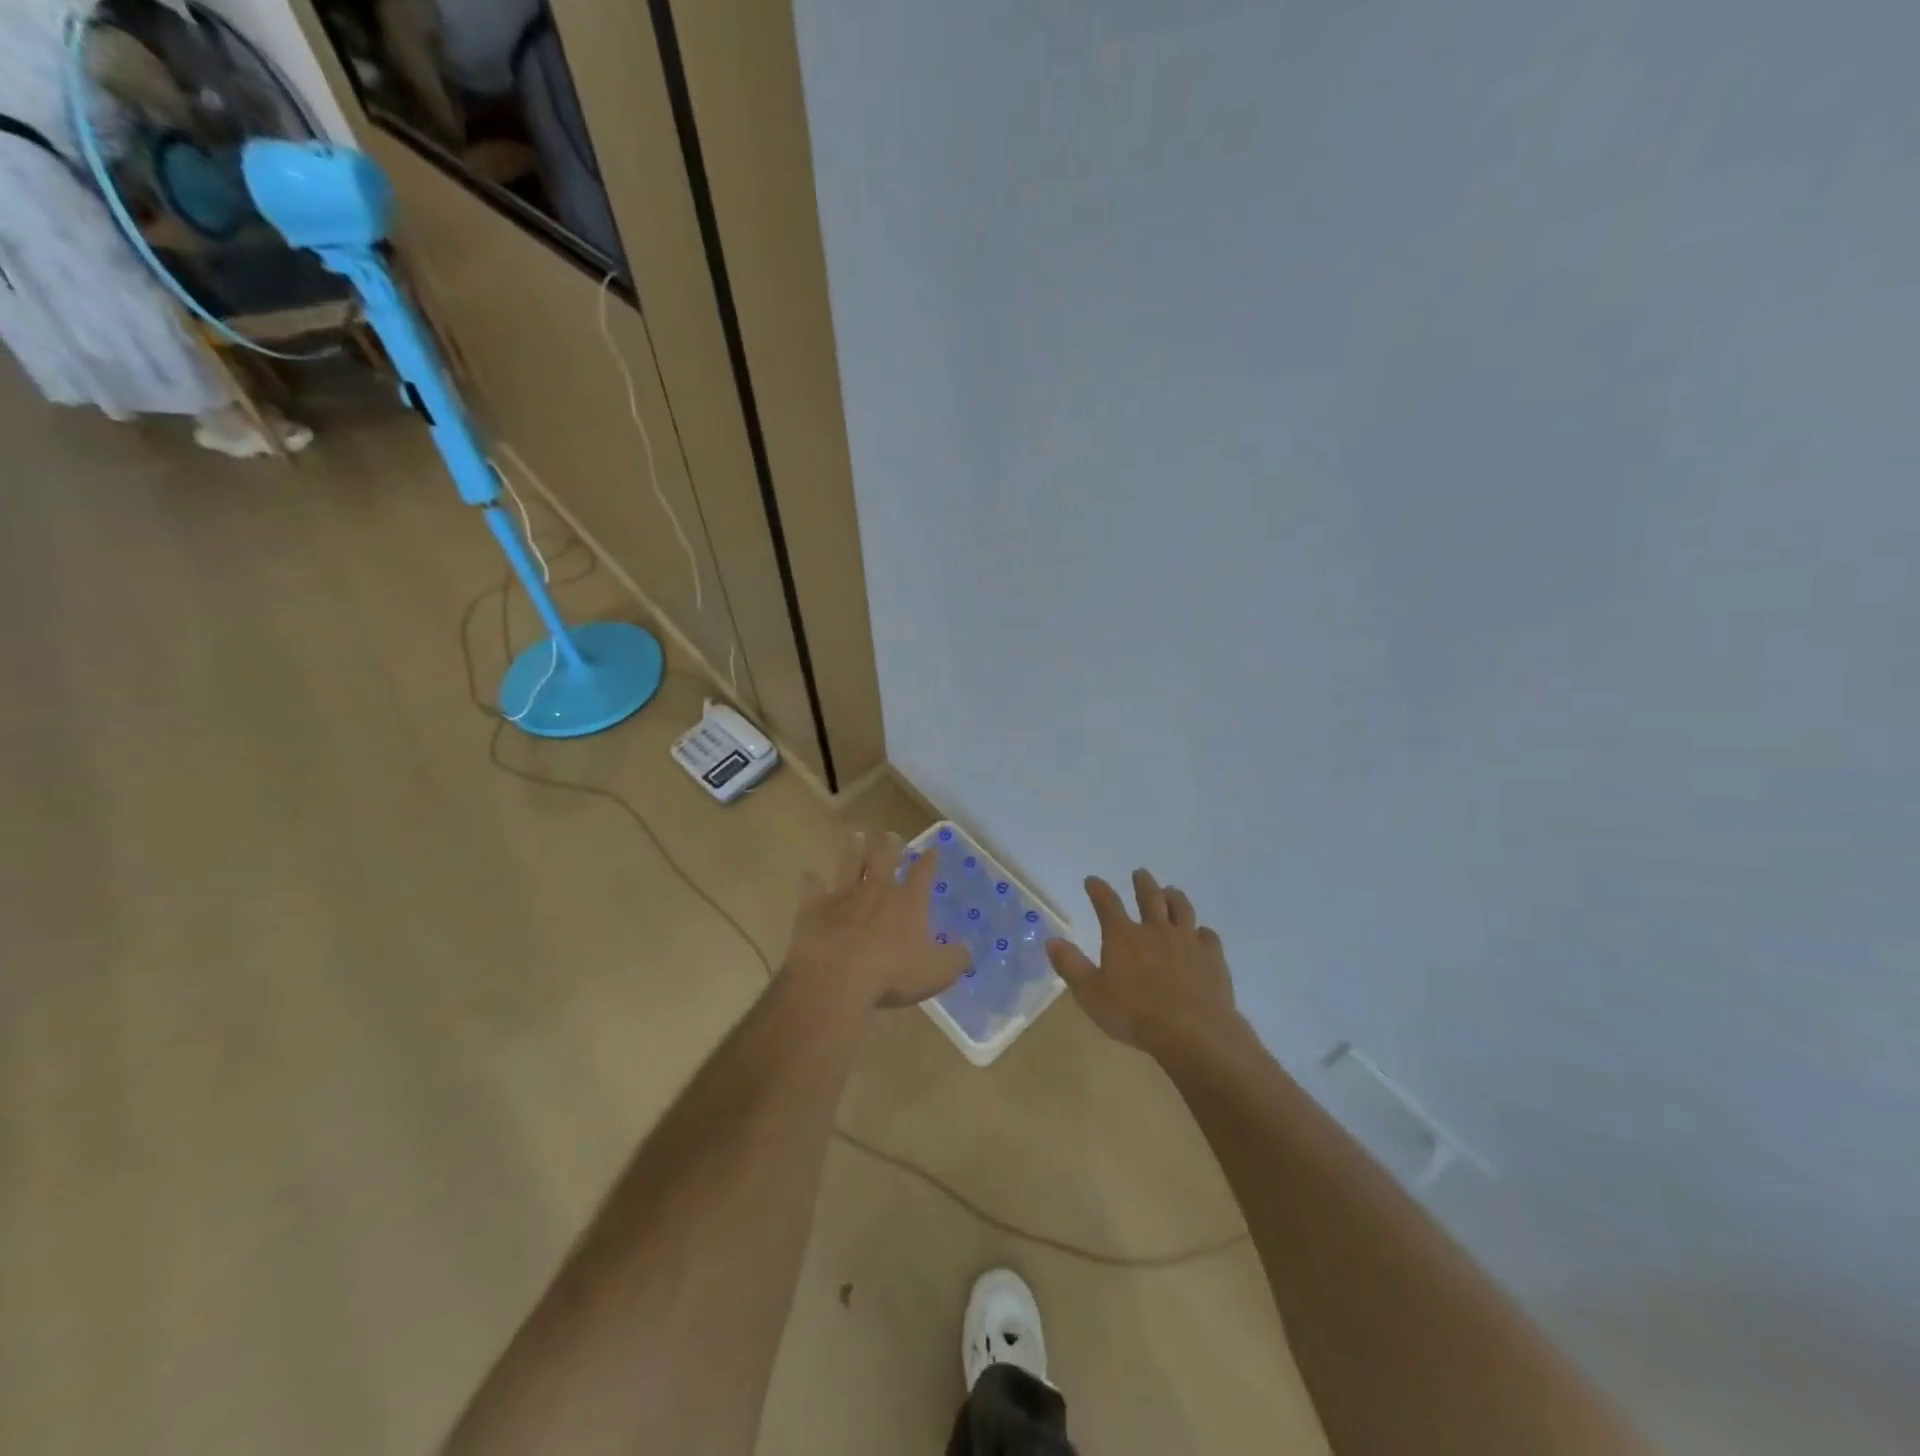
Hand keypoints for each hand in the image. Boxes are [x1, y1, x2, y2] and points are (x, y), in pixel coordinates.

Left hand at [784, 831, 969, 1010]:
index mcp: (908, 902)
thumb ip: (955, 958)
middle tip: (891, 835)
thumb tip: (968, 947)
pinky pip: (812, 888)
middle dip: (890, 846)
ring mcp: (843, 895)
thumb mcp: (936, 973)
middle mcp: (877, 890)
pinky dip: (811, 880)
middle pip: (884, 858)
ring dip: (854, 849)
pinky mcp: (814, 907)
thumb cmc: (892, 974)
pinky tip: (808, 874)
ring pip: (850, 863)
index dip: (928, 861)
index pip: (922, 873)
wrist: (836, 978)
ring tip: (857, 836)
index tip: (932, 849)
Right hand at [1046, 870, 1244, 1059]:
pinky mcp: (1212, 957)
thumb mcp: (1091, 994)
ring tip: (1170, 891)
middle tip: (1139, 873)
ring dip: (1174, 897)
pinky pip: (1208, 936)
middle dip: (1142, 883)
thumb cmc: (1134, 1014)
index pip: (1107, 903)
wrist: (1192, 1032)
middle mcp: (1155, 929)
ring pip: (1181, 908)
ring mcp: (1187, 941)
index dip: (1098, 889)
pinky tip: (1200, 934)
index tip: (1092, 880)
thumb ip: (1071, 966)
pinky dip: (1202, 932)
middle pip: (1150, 896)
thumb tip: (1052, 940)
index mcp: (1123, 936)